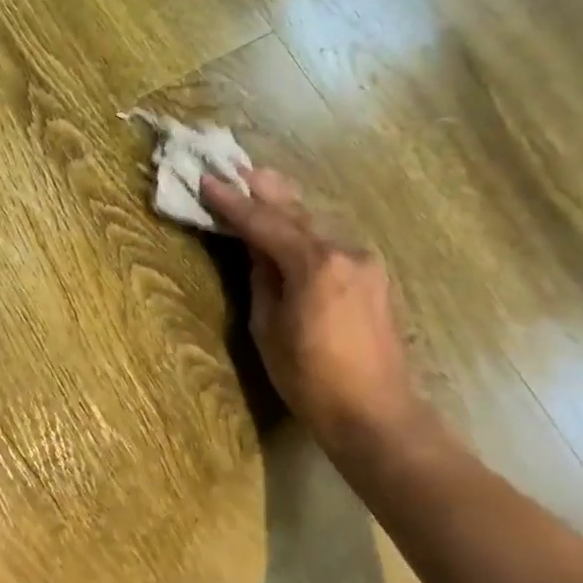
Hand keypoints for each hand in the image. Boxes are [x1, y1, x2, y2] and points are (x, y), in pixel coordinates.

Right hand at [201, 170, 423, 451]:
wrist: (377, 414)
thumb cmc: (310, 379)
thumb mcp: (269, 328)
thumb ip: (262, 279)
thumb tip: (256, 250)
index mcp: (314, 264)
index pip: (264, 222)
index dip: (231, 202)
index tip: (206, 180)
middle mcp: (345, 251)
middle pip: (296, 212)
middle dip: (264, 190)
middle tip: (236, 168)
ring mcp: (366, 262)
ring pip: (318, 225)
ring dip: (287, 208)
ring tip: (261, 188)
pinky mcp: (375, 277)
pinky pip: (332, 243)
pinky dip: (307, 231)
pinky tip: (293, 228)